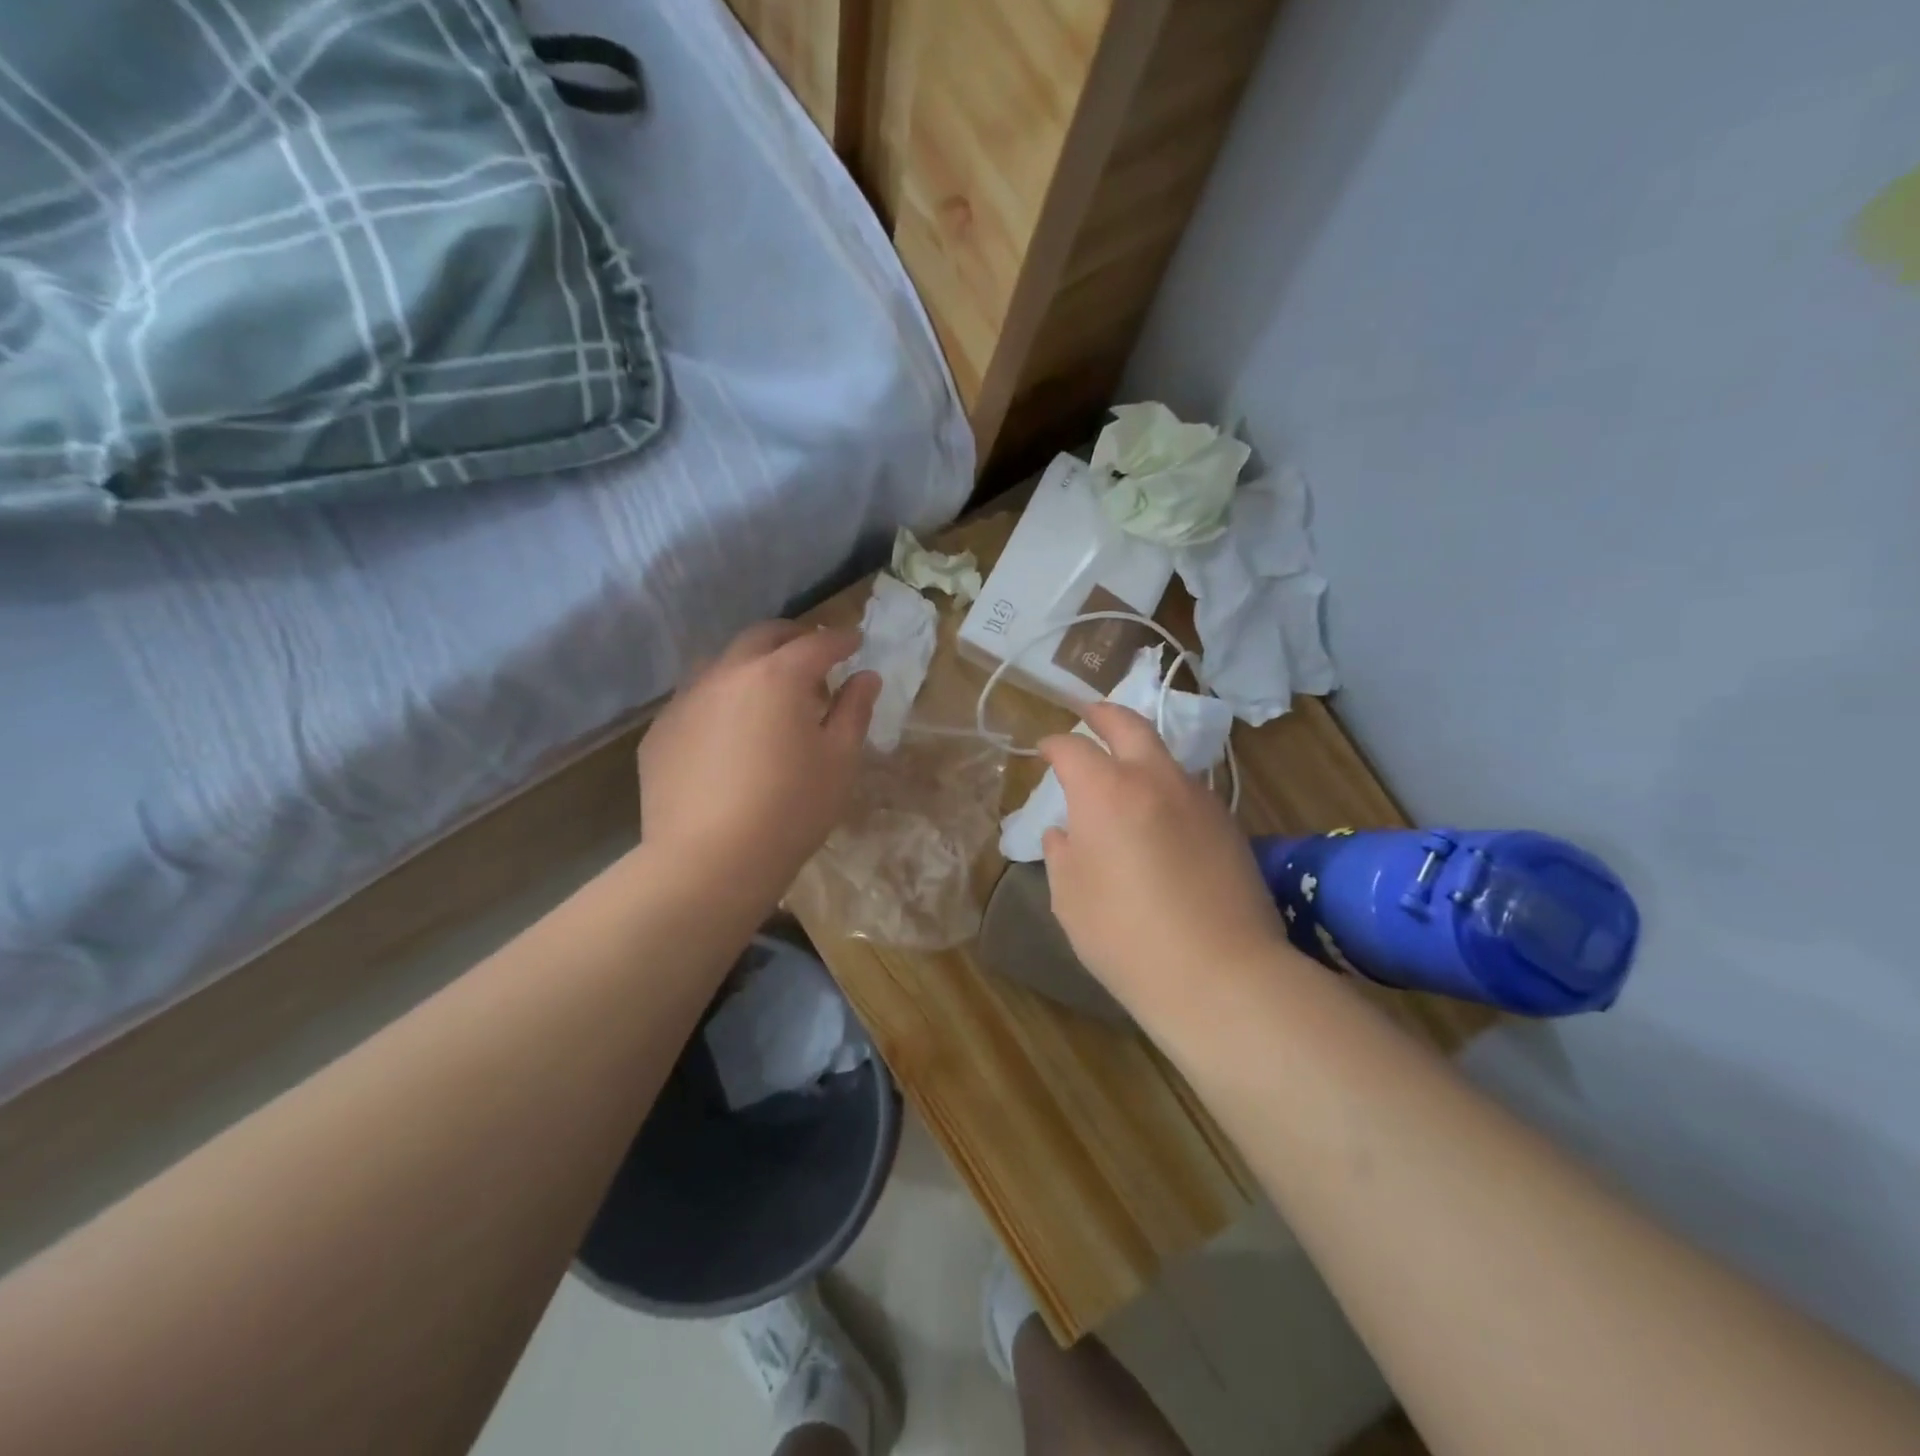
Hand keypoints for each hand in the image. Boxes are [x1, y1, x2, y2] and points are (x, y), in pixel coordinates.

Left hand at [638, 622, 878, 902]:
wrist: (709, 862)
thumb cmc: (791, 809)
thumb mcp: (839, 760)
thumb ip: (854, 710)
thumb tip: (866, 677)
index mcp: (778, 676)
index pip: (817, 643)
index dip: (841, 640)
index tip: (855, 642)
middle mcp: (727, 674)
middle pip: (763, 637)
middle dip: (793, 638)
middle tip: (812, 655)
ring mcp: (686, 700)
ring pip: (722, 663)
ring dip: (751, 665)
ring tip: (767, 692)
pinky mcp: (660, 732)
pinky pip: (695, 700)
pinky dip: (720, 700)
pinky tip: (727, 733)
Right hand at [1038, 703, 1286, 1019]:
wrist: (1220, 973)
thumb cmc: (1125, 936)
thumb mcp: (1070, 898)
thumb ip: (1061, 854)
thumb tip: (1064, 833)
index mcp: (1106, 791)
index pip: (1072, 748)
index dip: (1053, 745)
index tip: (1044, 750)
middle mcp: (1154, 779)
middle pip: (1129, 725)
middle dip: (1103, 714)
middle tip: (1088, 713)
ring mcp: (1198, 798)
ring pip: (1164, 755)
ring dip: (1139, 751)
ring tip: (1124, 770)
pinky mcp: (1228, 823)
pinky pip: (1188, 789)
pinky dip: (1165, 787)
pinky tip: (1159, 817)